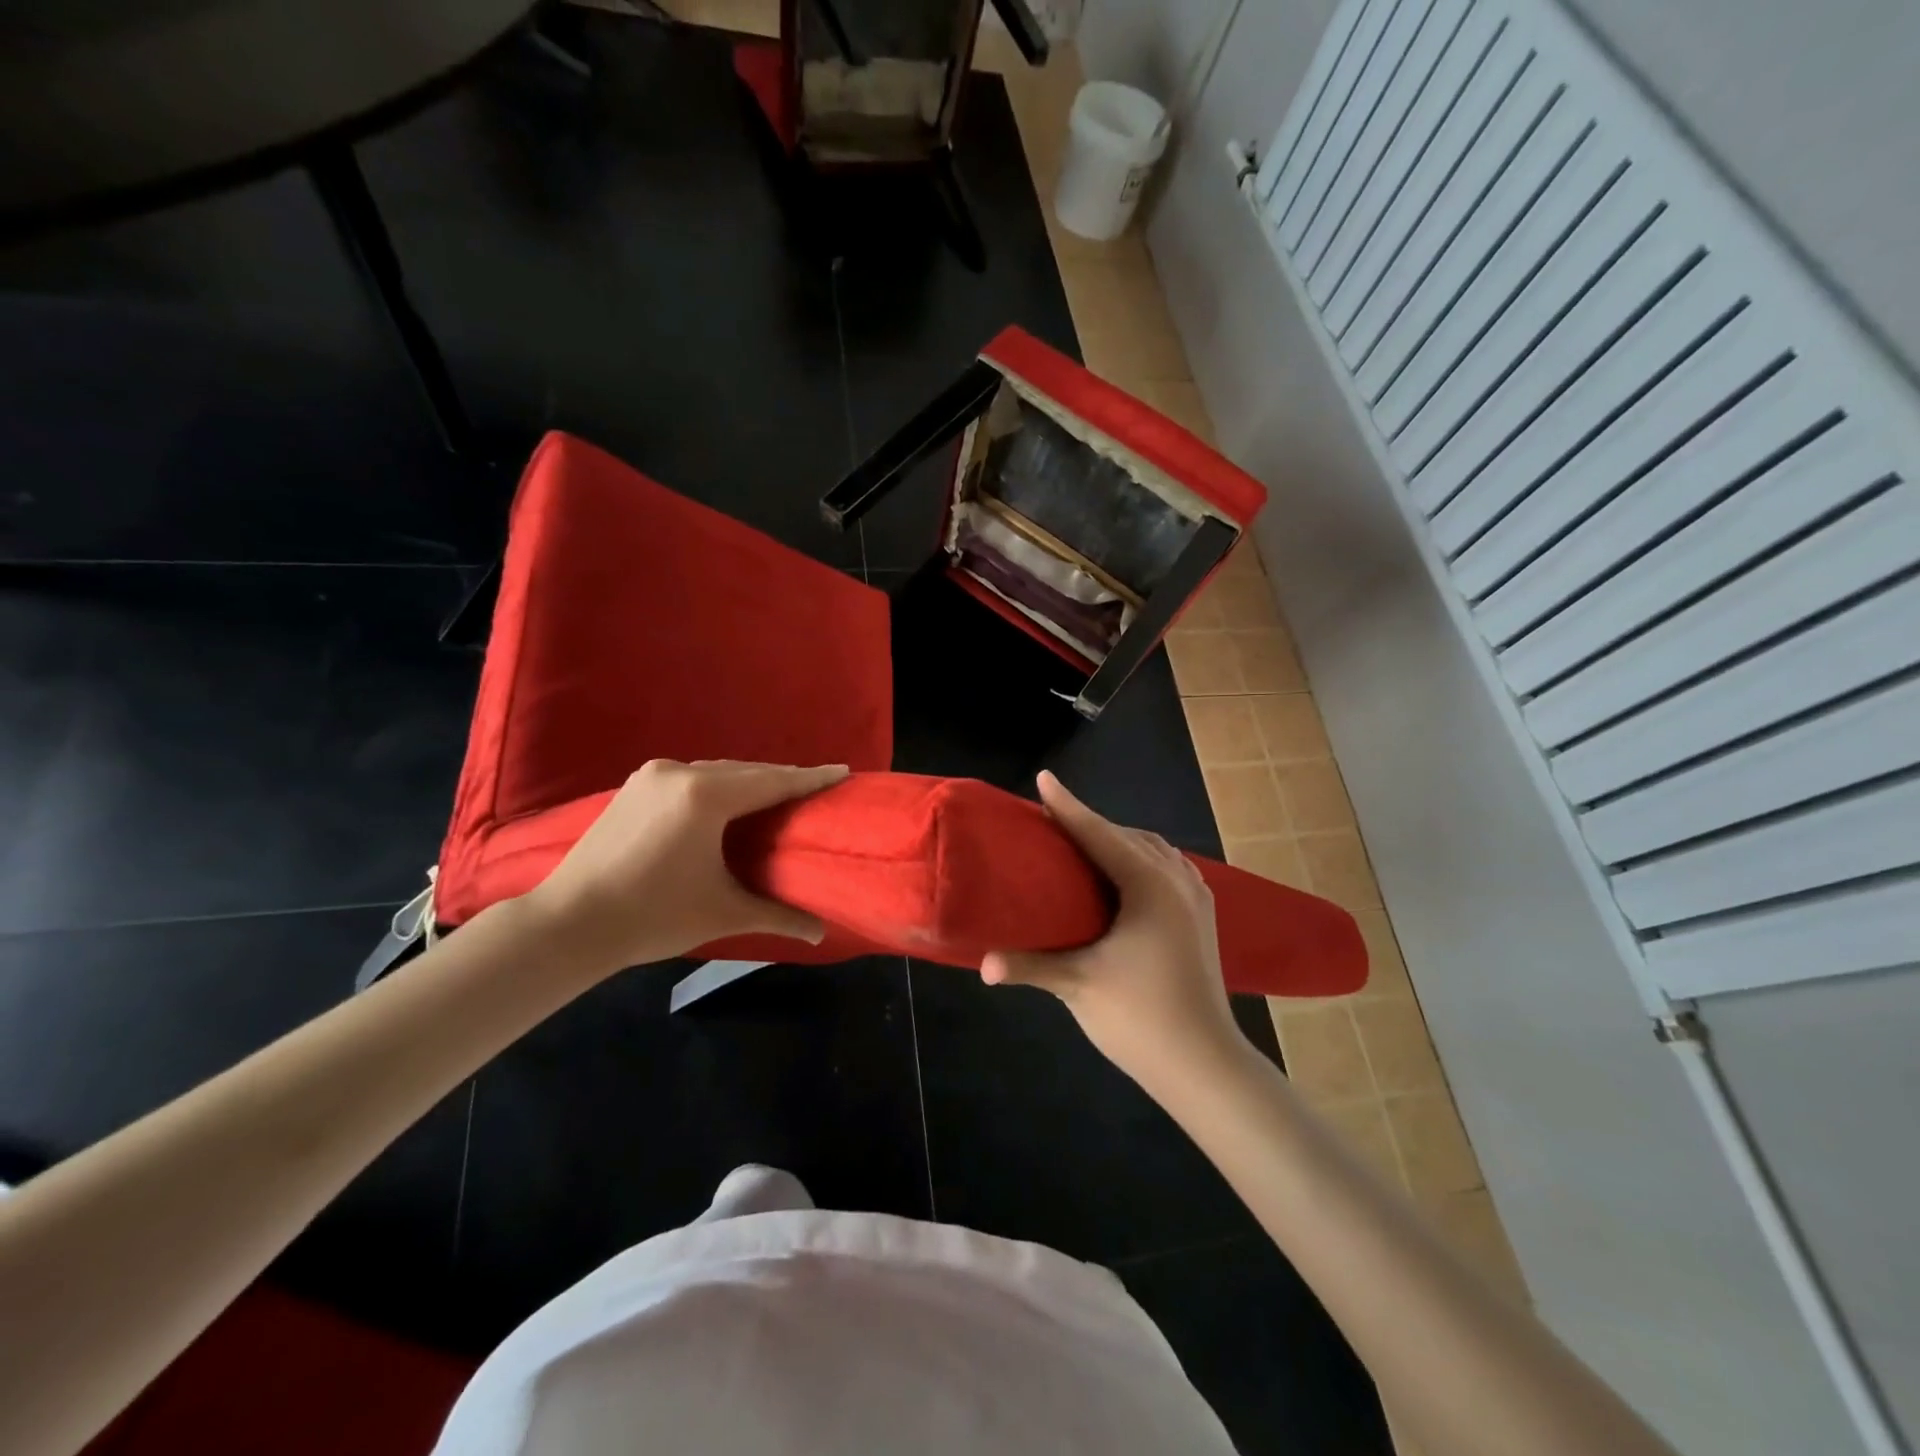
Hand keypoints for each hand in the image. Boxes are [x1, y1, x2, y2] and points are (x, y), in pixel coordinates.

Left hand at [522, 759, 848, 976]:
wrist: (569, 922)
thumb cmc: (654, 916)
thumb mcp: (724, 914)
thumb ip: (778, 916)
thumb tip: (821, 932)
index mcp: (706, 797)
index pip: (772, 782)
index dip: (810, 778)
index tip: (842, 771)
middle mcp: (680, 773)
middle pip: (746, 771)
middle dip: (782, 779)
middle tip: (815, 787)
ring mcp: (653, 776)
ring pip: (717, 772)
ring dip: (749, 781)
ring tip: (777, 794)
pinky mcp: (635, 785)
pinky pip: (692, 777)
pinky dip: (719, 785)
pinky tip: (729, 801)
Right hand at [980, 772, 1254, 1097]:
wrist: (1206, 1066)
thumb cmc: (1140, 1018)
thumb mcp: (1078, 986)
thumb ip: (1029, 965)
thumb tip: (983, 964)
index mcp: (1148, 885)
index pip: (1099, 834)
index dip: (1067, 806)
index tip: (1044, 778)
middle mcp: (1176, 880)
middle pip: (1127, 836)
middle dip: (1090, 823)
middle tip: (1052, 821)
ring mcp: (1196, 899)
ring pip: (1153, 850)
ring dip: (1119, 840)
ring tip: (1086, 846)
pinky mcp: (1203, 918)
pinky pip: (1169, 868)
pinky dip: (1142, 859)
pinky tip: (1128, 876)